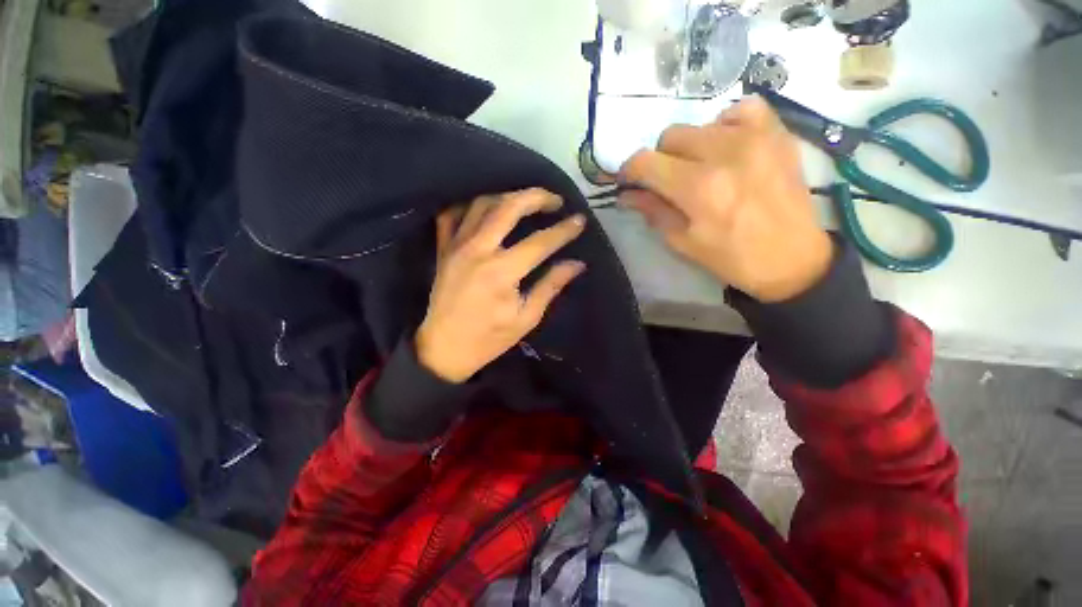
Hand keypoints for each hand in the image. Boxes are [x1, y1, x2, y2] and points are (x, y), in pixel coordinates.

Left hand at [416, 189, 586, 382]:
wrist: (444, 349)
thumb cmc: (489, 338)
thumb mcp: (526, 318)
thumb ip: (551, 286)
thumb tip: (577, 264)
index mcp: (501, 272)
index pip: (540, 242)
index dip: (563, 230)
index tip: (579, 221)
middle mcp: (478, 250)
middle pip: (508, 207)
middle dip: (536, 197)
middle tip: (555, 200)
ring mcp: (456, 246)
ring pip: (482, 204)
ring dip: (508, 197)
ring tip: (526, 202)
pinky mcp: (443, 249)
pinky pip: (453, 215)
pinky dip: (471, 206)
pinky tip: (487, 209)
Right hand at [619, 95, 832, 302]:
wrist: (793, 259)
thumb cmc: (732, 258)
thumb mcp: (682, 242)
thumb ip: (653, 211)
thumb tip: (627, 194)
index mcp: (698, 188)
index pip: (645, 162)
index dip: (629, 170)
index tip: (629, 181)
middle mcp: (724, 153)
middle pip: (670, 136)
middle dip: (660, 160)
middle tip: (669, 183)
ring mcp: (755, 137)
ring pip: (699, 124)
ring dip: (690, 147)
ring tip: (703, 169)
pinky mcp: (777, 133)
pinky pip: (742, 109)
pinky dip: (726, 125)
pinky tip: (728, 146)